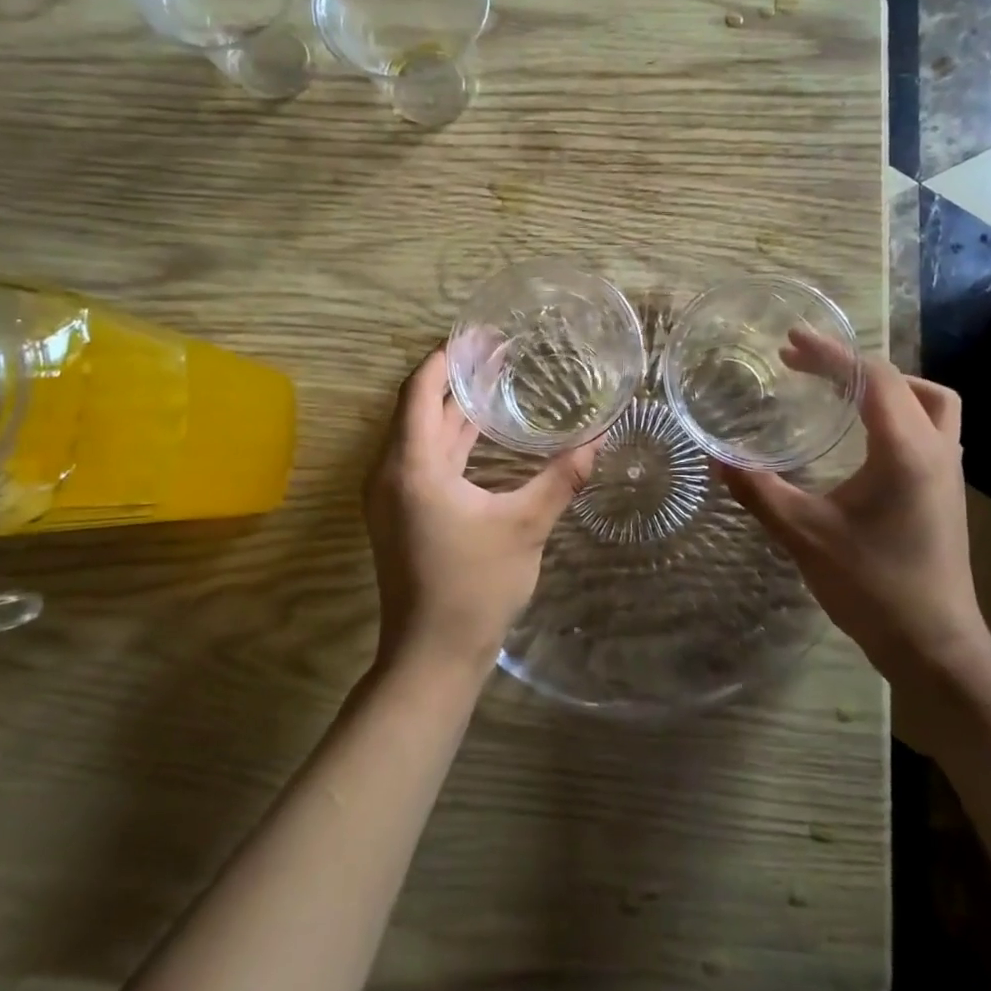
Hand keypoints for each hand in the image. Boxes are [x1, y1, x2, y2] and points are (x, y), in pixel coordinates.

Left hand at [363, 348, 598, 677]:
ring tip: (494, 380)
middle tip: (497, 352)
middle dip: (456, 377)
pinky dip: (450, 439)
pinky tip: (482, 434)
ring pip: (420, 434)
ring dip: (453, 408)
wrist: (432, 655)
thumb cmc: (475, 587)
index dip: (447, 357)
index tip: (479, 335)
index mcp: (412, 466)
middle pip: (419, 407)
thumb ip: (561, 478)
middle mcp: (391, 472)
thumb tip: (599, 437)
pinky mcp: (401, 513)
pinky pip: (422, 458)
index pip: (420, 390)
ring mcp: (392, 495)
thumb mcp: (525, 527)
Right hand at [721, 332, 990, 693]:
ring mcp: (948, 472)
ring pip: (931, 404)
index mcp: (906, 451)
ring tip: (839, 392)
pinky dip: (897, 413)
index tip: (791, 342)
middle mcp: (936, 451)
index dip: (831, 354)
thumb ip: (758, 490)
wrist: (934, 646)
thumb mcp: (804, 534)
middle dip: (854, 365)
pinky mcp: (945, 492)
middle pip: (907, 382)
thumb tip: (716, 456)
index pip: (873, 378)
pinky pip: (928, 429)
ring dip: (886, 387)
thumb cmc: (871, 586)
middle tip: (806, 366)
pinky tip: (861, 436)